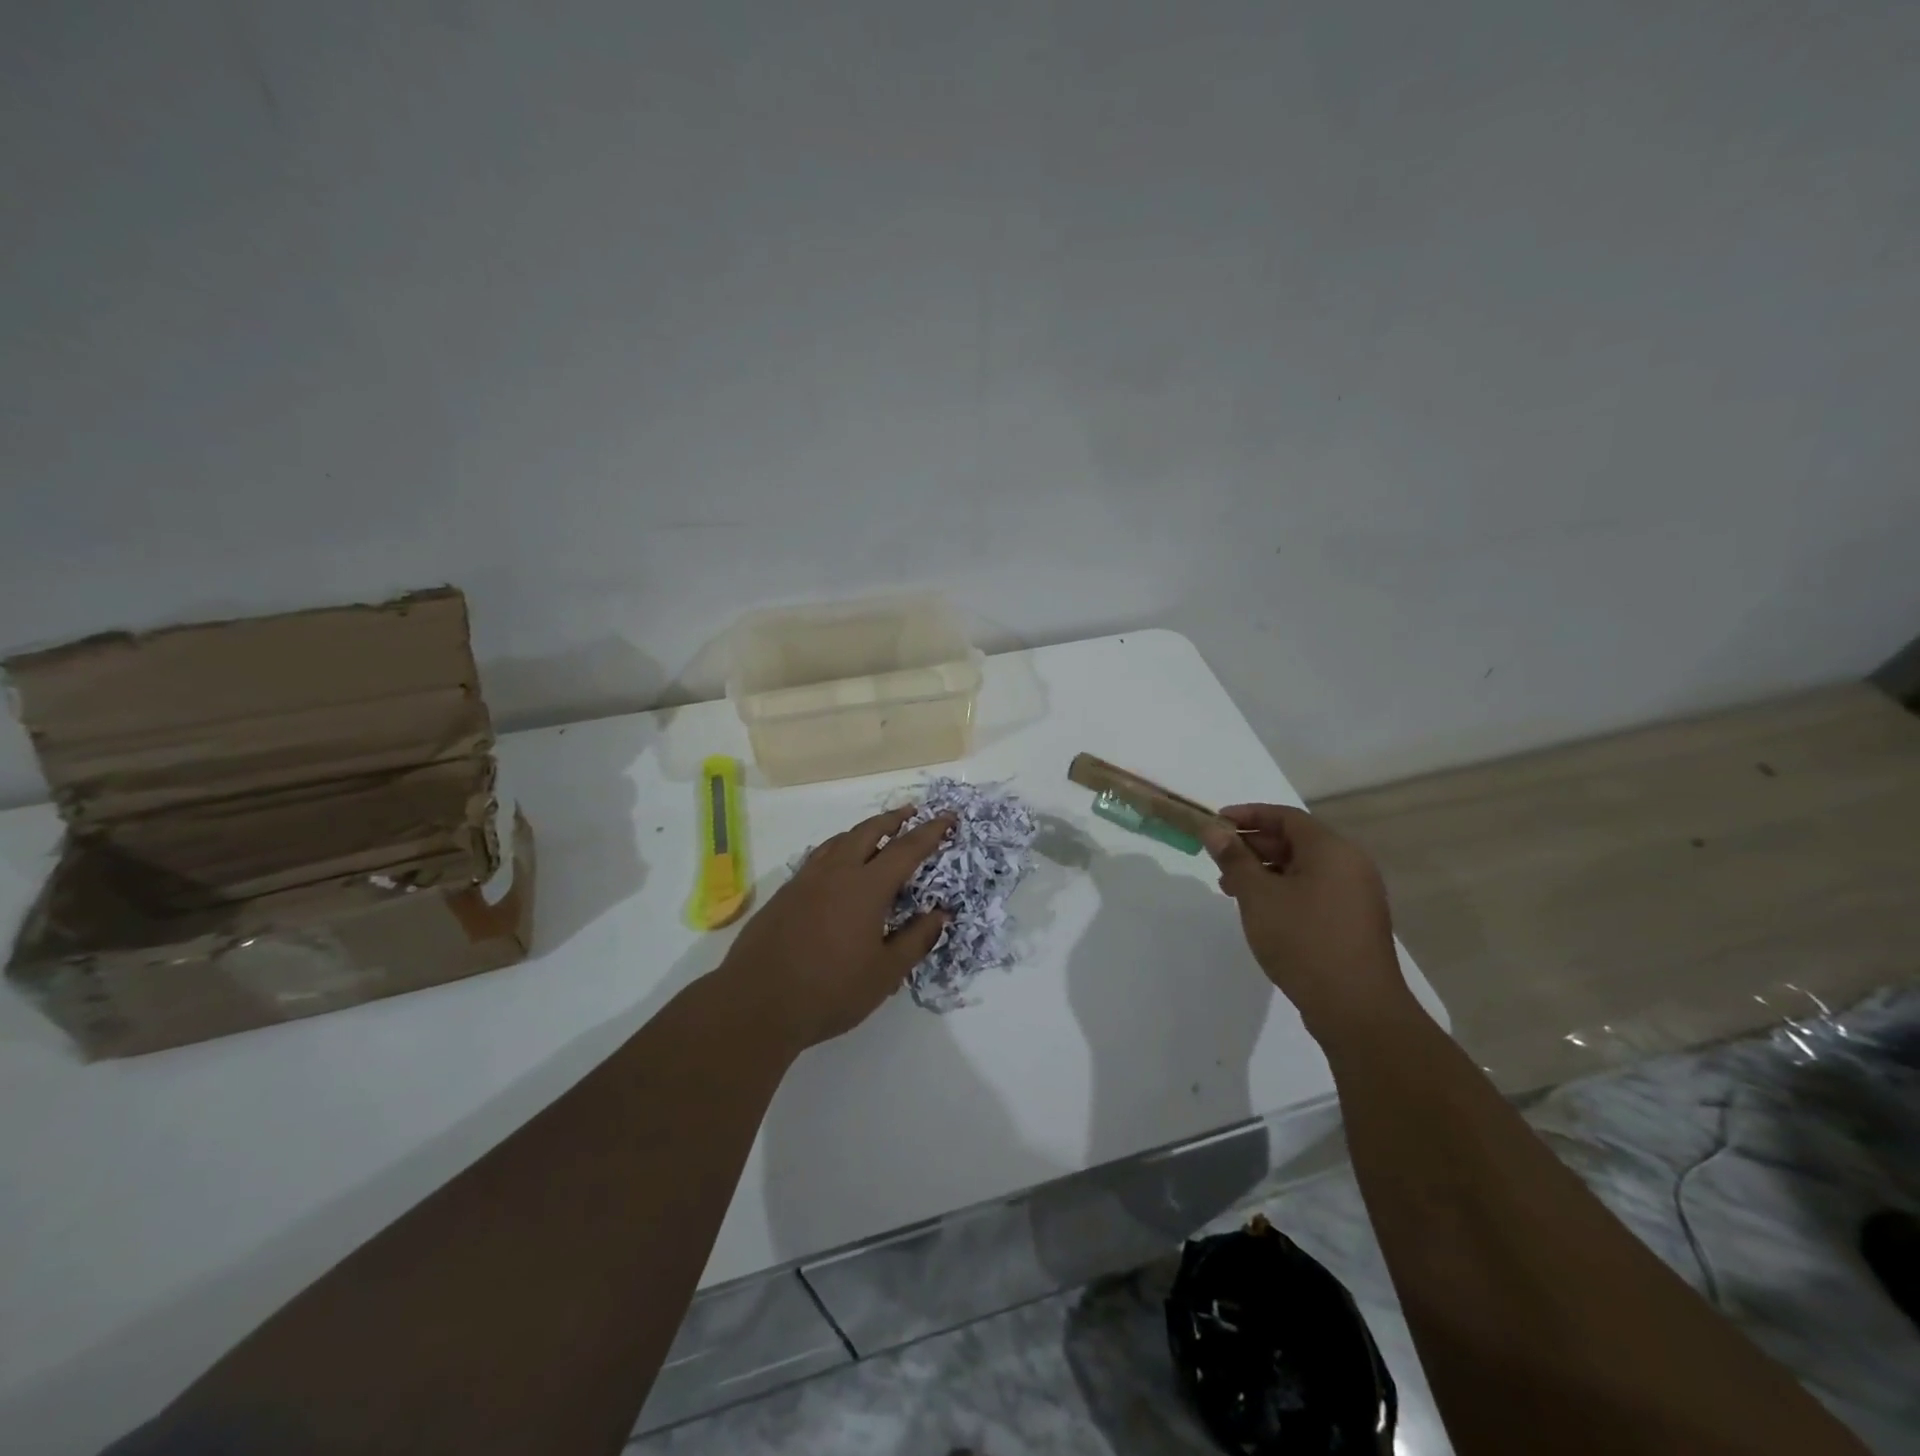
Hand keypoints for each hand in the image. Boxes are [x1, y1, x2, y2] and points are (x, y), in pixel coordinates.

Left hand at [718, 805, 955, 1052]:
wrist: (756, 1004)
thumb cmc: (829, 991)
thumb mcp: (884, 974)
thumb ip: (915, 940)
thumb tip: (940, 914)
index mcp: (866, 888)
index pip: (906, 849)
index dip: (930, 832)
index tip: (948, 817)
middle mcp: (835, 873)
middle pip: (868, 832)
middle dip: (893, 820)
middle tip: (911, 813)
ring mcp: (804, 881)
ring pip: (838, 841)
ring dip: (862, 831)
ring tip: (876, 833)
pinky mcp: (784, 895)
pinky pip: (817, 858)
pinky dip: (837, 850)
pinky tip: (837, 865)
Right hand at [1201, 804, 1410, 1034]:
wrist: (1356, 1008)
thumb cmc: (1303, 940)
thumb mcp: (1258, 896)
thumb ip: (1234, 859)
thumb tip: (1214, 831)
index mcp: (1331, 850)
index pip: (1285, 817)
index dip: (1247, 815)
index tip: (1215, 823)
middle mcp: (1350, 865)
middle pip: (1295, 840)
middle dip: (1252, 845)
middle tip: (1217, 858)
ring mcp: (1355, 895)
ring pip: (1303, 868)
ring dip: (1264, 871)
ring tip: (1230, 888)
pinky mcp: (1353, 922)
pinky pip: (1313, 890)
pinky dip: (1283, 890)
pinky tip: (1260, 910)